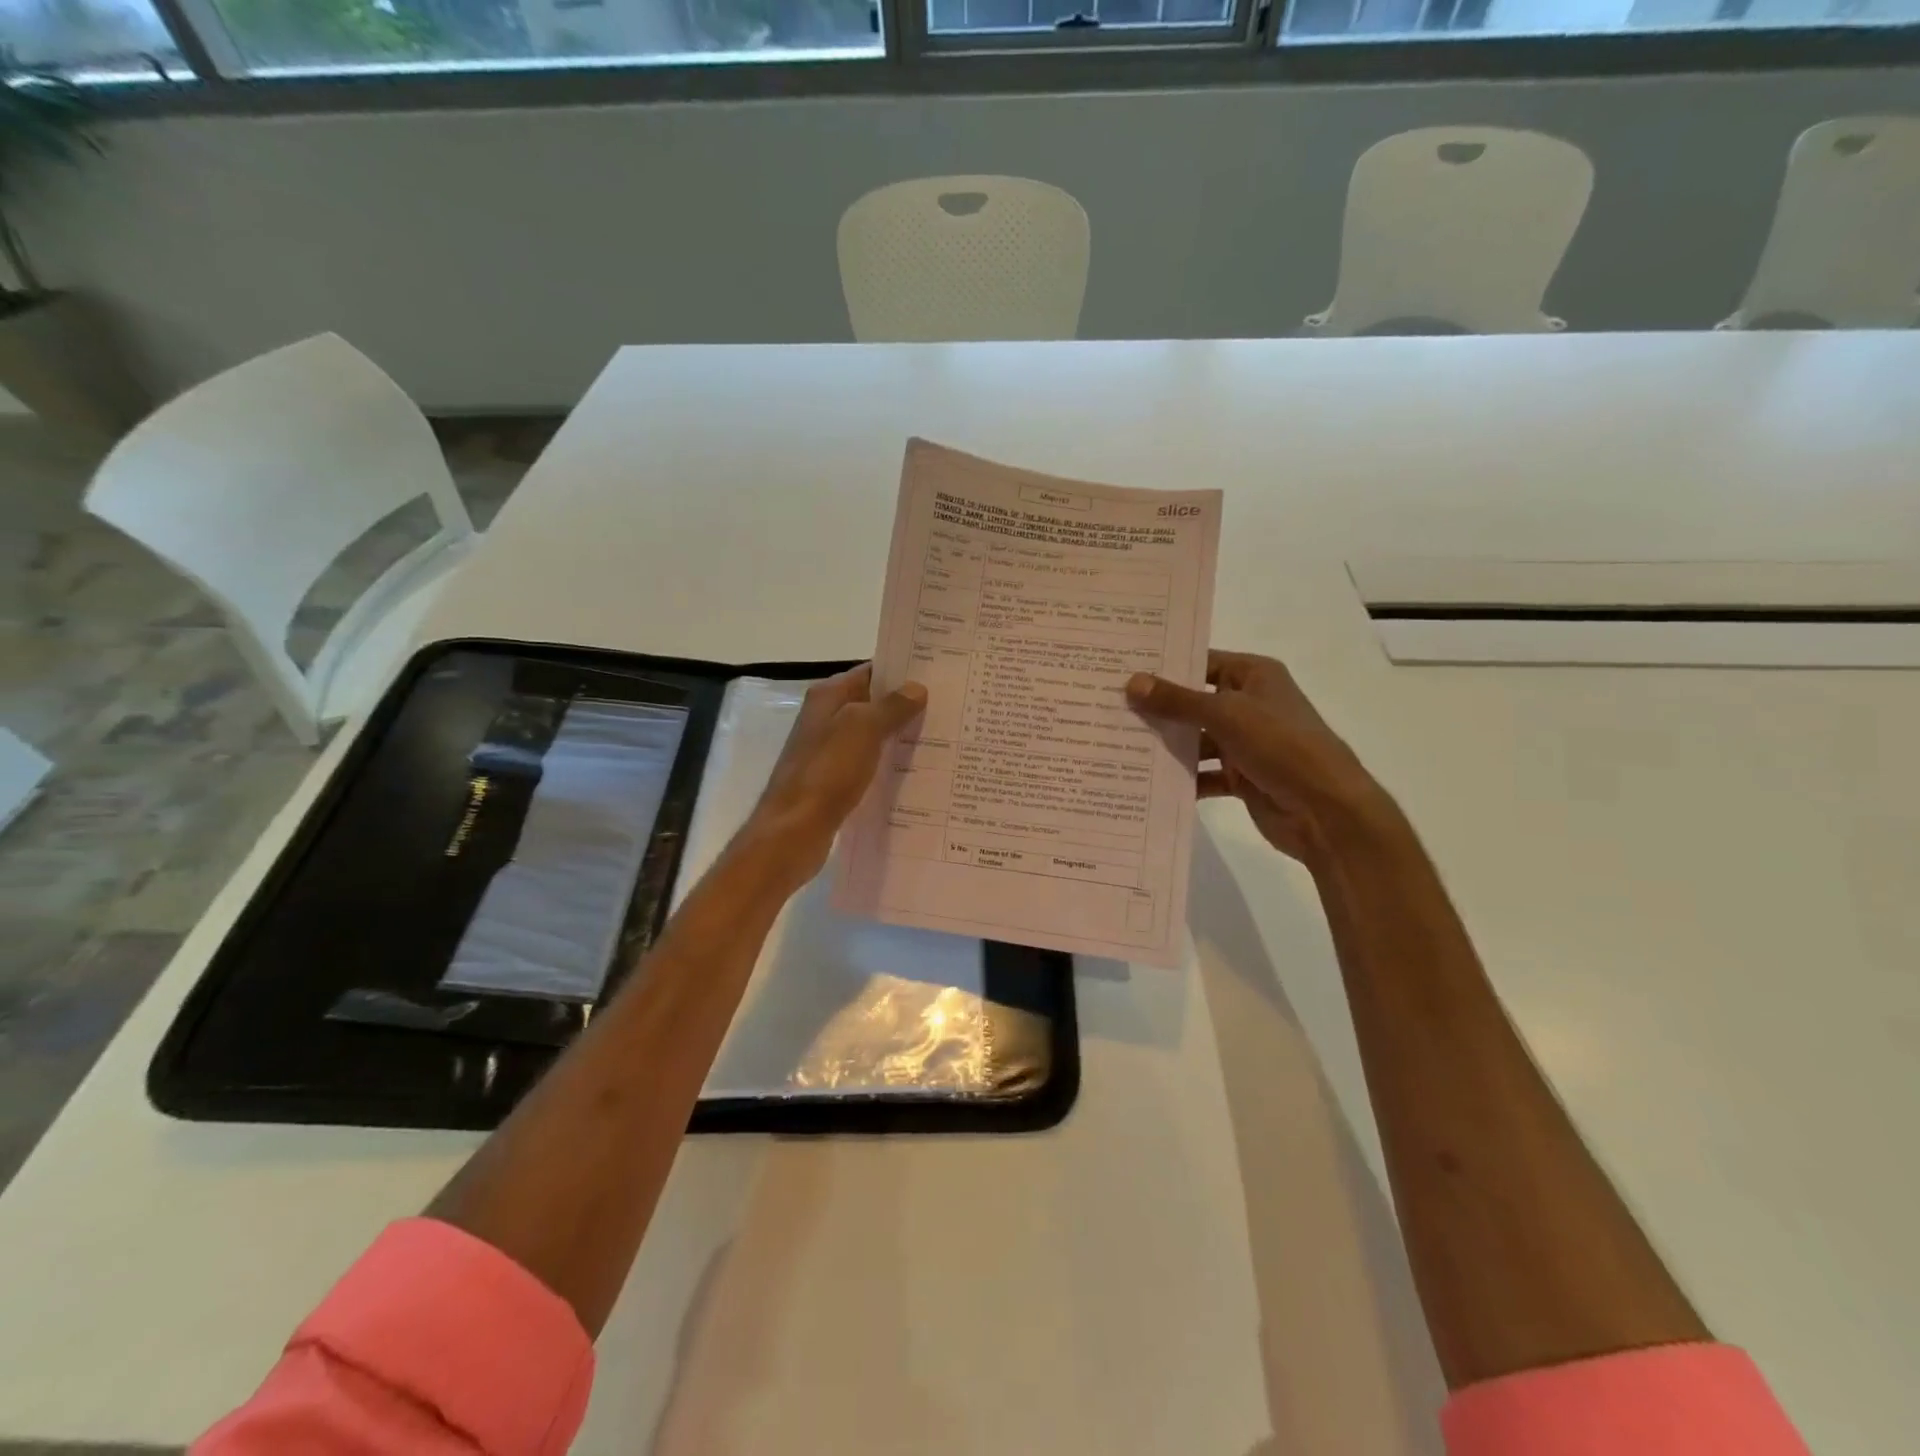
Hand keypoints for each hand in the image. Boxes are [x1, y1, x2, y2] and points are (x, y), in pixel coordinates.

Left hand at [744, 664, 926, 885]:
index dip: (902, 671)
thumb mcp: (863, 728)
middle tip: (949, 708)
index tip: (938, 675)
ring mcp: (829, 751)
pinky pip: (868, 764)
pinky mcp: (834, 781)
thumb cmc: (828, 771)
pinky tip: (918, 772)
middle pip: (872, 703)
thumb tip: (916, 687)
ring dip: (900, 736)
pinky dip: (888, 764)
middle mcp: (826, 718)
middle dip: (907, 705)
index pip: (870, 671)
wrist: (794, 830)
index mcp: (828, 697)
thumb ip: (891, 706)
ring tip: (943, 738)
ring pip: (872, 735)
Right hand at [1126, 650, 1383, 868]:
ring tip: (1118, 745)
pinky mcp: (1241, 777)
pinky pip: (1203, 773)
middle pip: (1194, 702)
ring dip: (1167, 745)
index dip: (1165, 666)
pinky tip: (1147, 782)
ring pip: (1196, 740)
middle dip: (1158, 708)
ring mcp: (1245, 742)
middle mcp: (1249, 704)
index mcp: (1254, 676)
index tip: (1121, 670)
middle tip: (1109, 708)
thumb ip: (1177, 701)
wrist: (1326, 810)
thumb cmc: (1281, 745)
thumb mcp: (1226, 715)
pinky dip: (1182, 778)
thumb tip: (1131, 682)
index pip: (1201, 662)